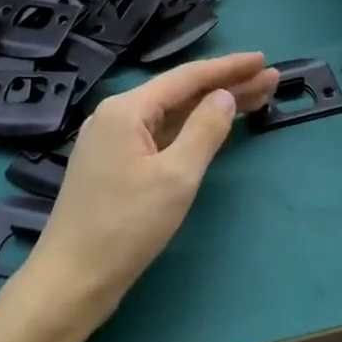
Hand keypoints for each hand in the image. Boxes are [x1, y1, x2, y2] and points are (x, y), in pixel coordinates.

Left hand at [21, 52, 278, 332]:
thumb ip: (204, 130)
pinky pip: (160, 134)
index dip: (228, 68)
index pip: (187, 78)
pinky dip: (191, 129)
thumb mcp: (176, 177)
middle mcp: (116, 116)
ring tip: (255, 98)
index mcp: (126, 109)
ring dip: (211, 106)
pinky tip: (213, 127)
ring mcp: (112, 141)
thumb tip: (224, 96)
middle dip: (226, 85)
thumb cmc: (125, 227)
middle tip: (270, 80)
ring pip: (172, 115)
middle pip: (180, 93)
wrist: (71, 281)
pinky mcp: (114, 165)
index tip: (263, 60)